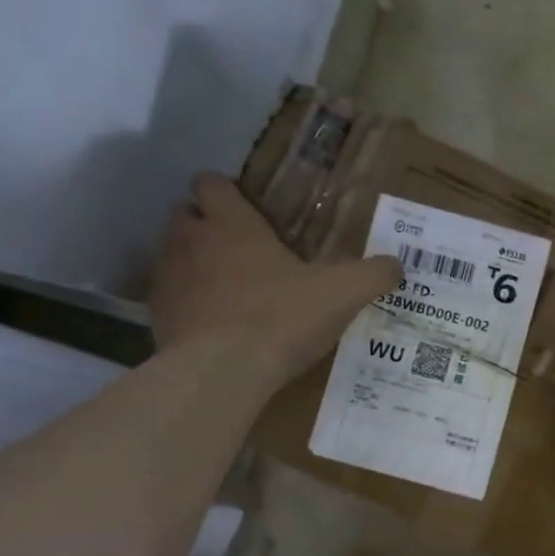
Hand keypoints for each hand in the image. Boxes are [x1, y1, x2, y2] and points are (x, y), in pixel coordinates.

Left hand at [149, 174, 400, 382]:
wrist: (222, 372)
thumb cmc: (281, 318)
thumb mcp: (342, 294)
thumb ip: (372, 275)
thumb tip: (397, 265)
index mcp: (232, 224)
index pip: (212, 183)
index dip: (227, 192)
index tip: (248, 212)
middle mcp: (191, 240)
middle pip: (185, 215)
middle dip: (207, 226)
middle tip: (242, 252)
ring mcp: (168, 278)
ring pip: (174, 256)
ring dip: (195, 265)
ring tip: (228, 292)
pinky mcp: (157, 316)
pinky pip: (169, 299)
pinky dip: (187, 305)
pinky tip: (213, 328)